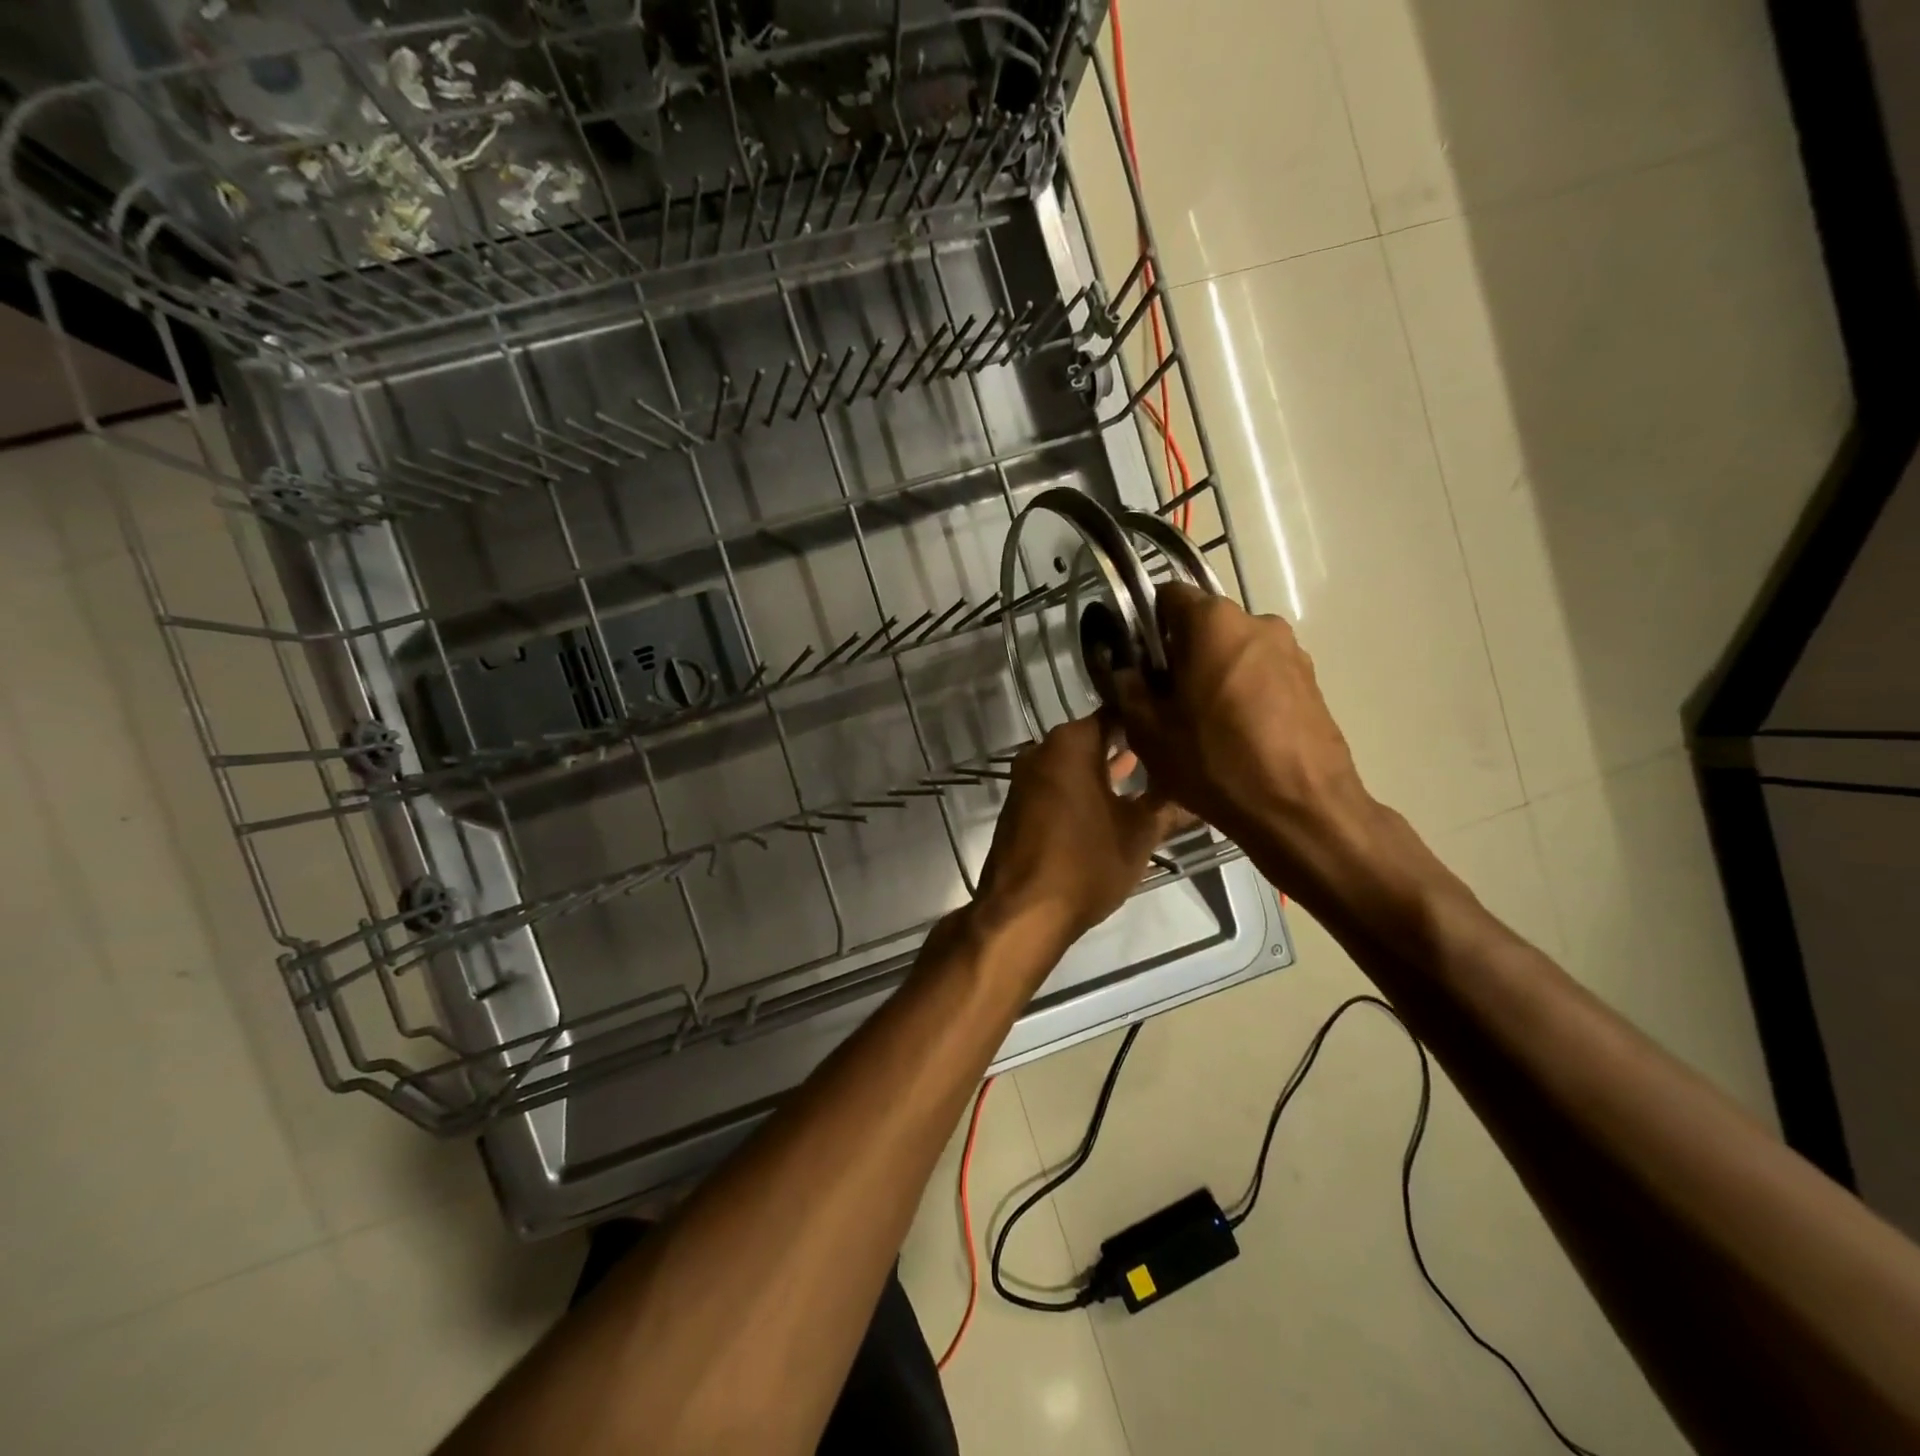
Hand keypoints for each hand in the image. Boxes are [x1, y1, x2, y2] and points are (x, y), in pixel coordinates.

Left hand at [974, 714, 1189, 944]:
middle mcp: (1043, 750)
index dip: (1149, 720)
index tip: (1178, 728)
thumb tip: (1199, 793)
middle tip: (1171, 754)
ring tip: (1149, 778)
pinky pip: (1058, 784)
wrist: (1023, 911)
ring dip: (1106, 770)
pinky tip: (1112, 803)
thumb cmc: (1087, 863)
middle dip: (1129, 746)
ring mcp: (1026, 778)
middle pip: (1093, 737)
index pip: (1117, 714)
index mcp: (1071, 743)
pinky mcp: (1019, 805)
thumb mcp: (1140, 833)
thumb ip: (1169, 806)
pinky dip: (1083, 788)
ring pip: (1074, 762)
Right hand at [1102, 582, 1379, 900]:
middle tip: (1165, 701)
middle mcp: (1257, 621)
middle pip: (1204, 625)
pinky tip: (1236, 735)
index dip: (1146, 625)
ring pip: (1234, 650)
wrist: (1301, 809)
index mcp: (1213, 622)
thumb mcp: (1149, 731)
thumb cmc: (1215, 762)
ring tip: (1203, 724)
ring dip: (1213, 674)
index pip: (1168, 595)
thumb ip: (1128, 690)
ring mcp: (1291, 651)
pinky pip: (1262, 674)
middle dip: (1181, 653)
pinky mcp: (1311, 681)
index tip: (1140, 663)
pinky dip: (1243, 692)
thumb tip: (1126, 672)